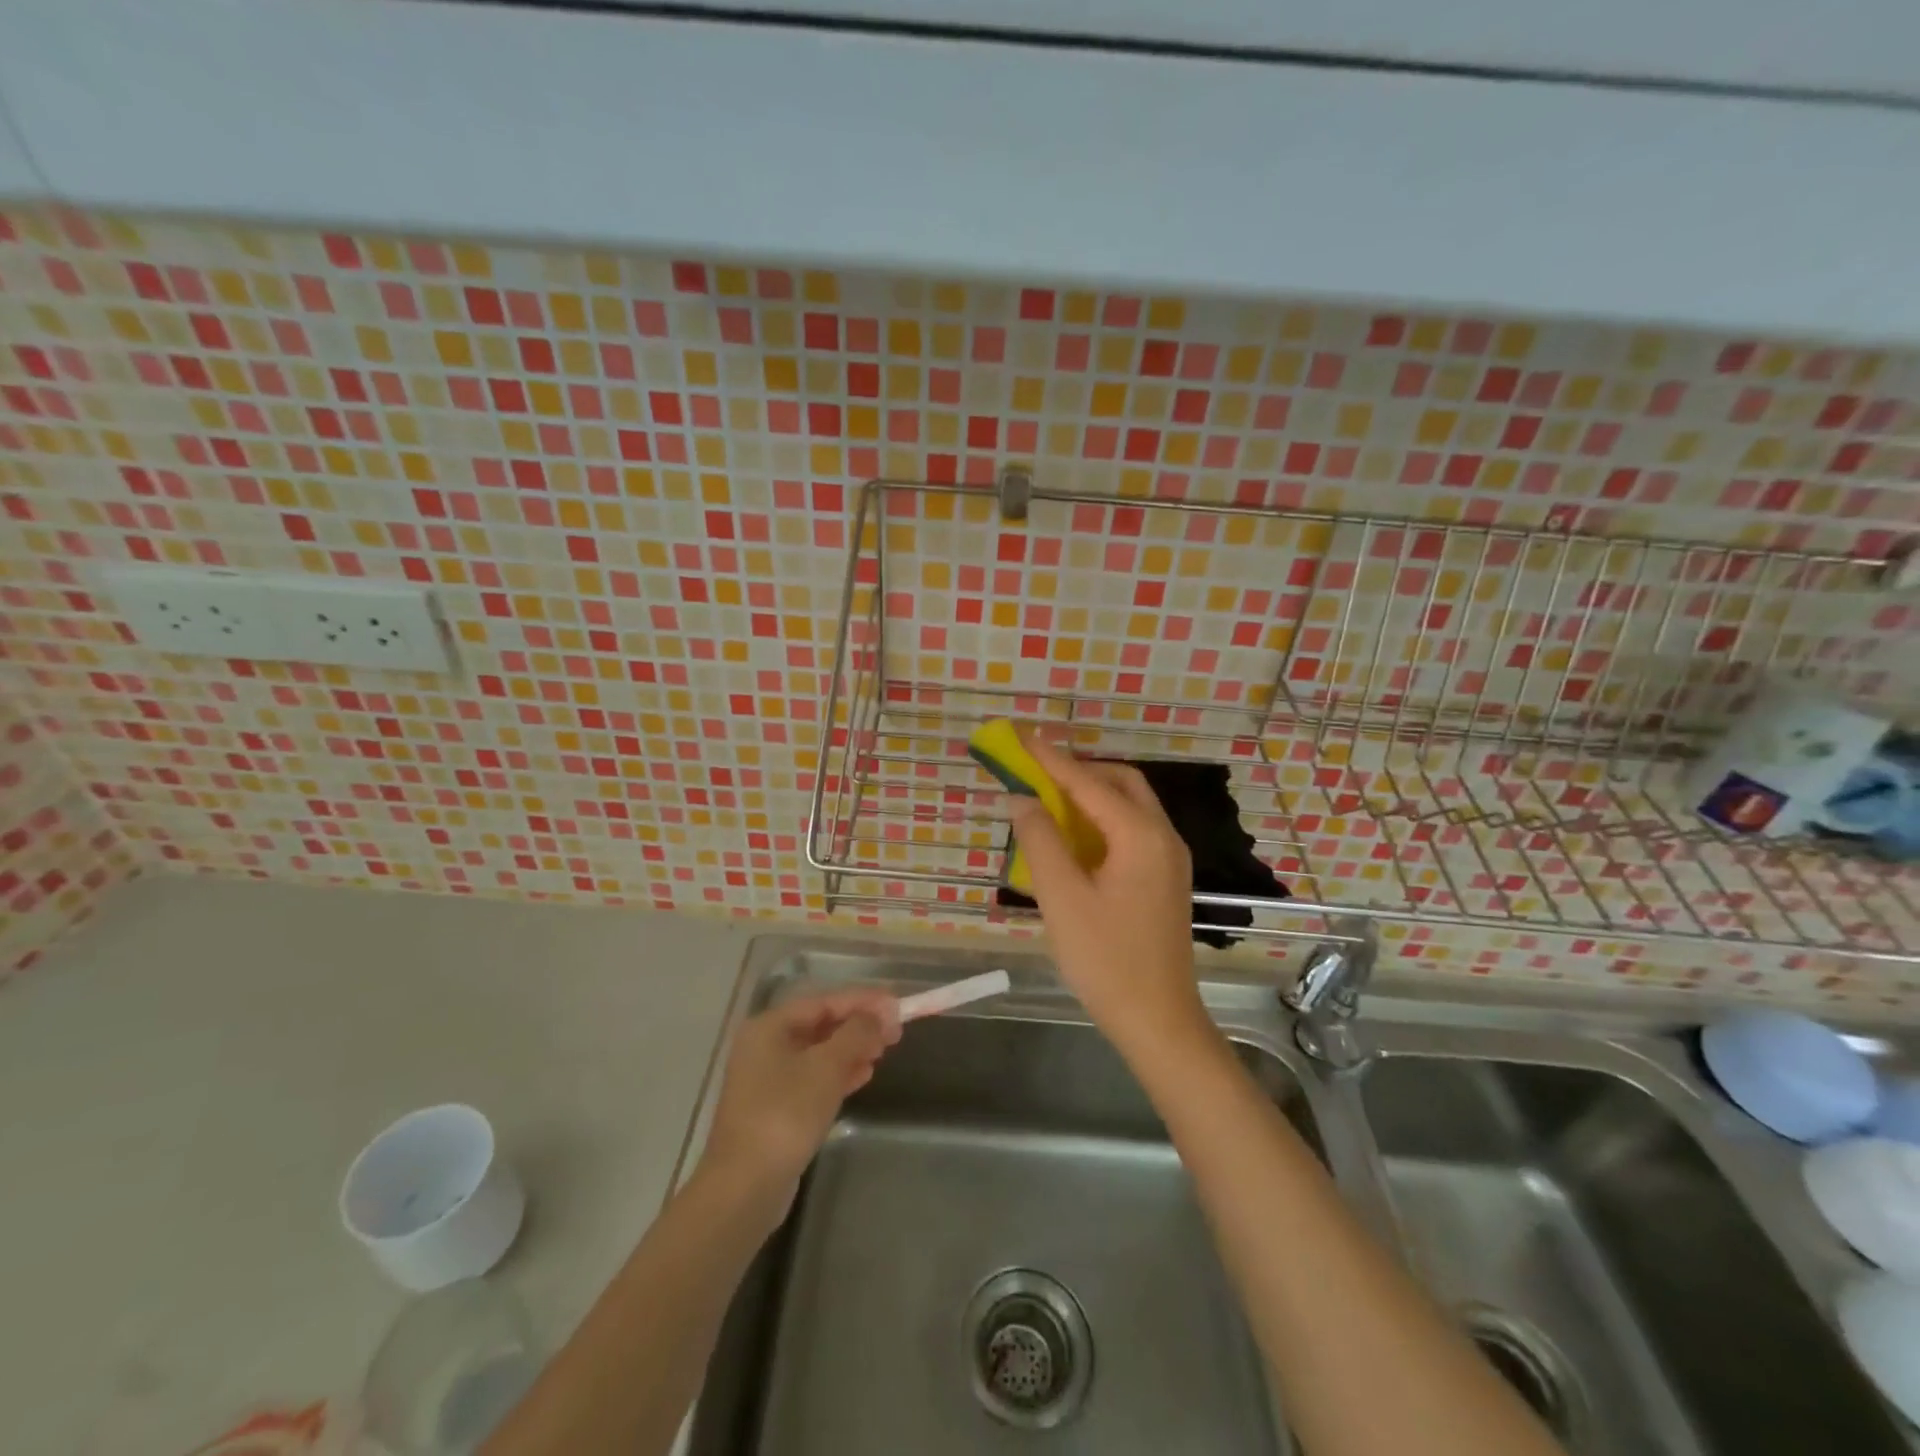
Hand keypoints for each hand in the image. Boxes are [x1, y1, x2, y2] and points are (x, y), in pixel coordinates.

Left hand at [697, 990, 900, 1209]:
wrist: (745, 1188)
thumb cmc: (785, 1115)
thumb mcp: (827, 1067)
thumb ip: (856, 1034)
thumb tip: (878, 1014)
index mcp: (769, 1027)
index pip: (824, 1001)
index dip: (863, 1000)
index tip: (897, 1003)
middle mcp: (764, 1046)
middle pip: (821, 1025)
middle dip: (859, 1025)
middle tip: (895, 1031)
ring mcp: (767, 1079)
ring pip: (819, 1052)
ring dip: (852, 1049)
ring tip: (884, 1051)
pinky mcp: (774, 1108)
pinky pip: (813, 1078)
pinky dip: (839, 1073)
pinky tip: (864, 1076)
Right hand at [1008, 735, 1211, 1058]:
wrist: (1158, 1020)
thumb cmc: (1105, 959)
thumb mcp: (1062, 898)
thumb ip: (1040, 841)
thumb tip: (1022, 798)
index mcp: (1140, 835)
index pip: (1089, 783)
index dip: (1051, 759)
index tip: (1023, 736)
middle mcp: (1163, 837)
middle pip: (1120, 784)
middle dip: (1078, 771)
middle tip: (1038, 772)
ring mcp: (1169, 859)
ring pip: (1129, 808)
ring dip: (1090, 797)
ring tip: (1049, 801)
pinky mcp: (1165, 880)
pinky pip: (1132, 833)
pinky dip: (1101, 823)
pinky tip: (1074, 840)